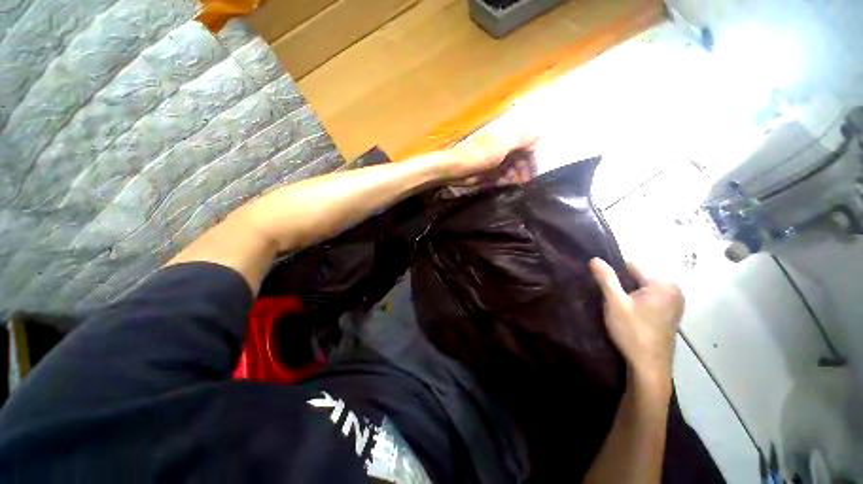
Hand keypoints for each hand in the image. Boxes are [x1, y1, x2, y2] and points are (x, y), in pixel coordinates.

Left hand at [442, 131, 539, 184]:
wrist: (455, 169)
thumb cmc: (480, 155)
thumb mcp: (503, 143)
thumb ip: (522, 138)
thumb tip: (541, 133)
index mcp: (506, 138)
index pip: (527, 146)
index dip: (532, 158)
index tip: (535, 173)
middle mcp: (502, 149)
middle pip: (520, 159)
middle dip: (525, 170)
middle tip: (527, 183)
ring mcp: (494, 163)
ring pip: (512, 169)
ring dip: (517, 177)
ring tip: (519, 186)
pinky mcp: (488, 174)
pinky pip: (502, 178)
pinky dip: (507, 182)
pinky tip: (509, 187)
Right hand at [590, 258, 683, 382]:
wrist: (648, 366)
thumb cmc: (632, 331)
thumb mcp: (614, 302)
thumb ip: (606, 278)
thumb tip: (595, 258)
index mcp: (663, 284)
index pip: (631, 266)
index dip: (615, 276)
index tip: (607, 290)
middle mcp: (674, 290)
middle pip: (638, 278)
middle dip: (623, 286)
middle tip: (612, 302)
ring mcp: (674, 303)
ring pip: (642, 290)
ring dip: (629, 295)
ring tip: (619, 310)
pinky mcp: (671, 315)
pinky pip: (649, 300)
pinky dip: (638, 304)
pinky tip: (630, 317)